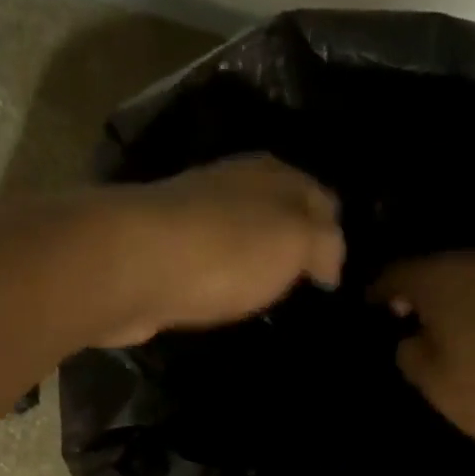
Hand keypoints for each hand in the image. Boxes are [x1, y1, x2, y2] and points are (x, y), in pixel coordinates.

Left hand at [100, 155, 344, 346]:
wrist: (135, 266)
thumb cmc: (226, 250)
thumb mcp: (295, 241)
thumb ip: (324, 245)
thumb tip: (332, 263)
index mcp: (271, 174)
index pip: (320, 197)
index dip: (335, 233)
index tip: (340, 276)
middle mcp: (233, 185)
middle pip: (278, 212)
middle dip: (296, 243)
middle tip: (310, 287)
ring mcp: (195, 217)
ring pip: (243, 236)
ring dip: (259, 261)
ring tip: (276, 298)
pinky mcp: (167, 252)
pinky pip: (212, 263)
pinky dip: (227, 279)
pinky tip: (232, 301)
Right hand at [372, 249, 474, 449]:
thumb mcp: (440, 387)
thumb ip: (413, 358)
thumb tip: (409, 338)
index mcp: (442, 281)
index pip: (395, 274)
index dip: (377, 292)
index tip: (368, 308)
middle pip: (437, 270)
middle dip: (419, 292)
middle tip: (407, 320)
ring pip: (474, 278)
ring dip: (458, 299)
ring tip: (450, 329)